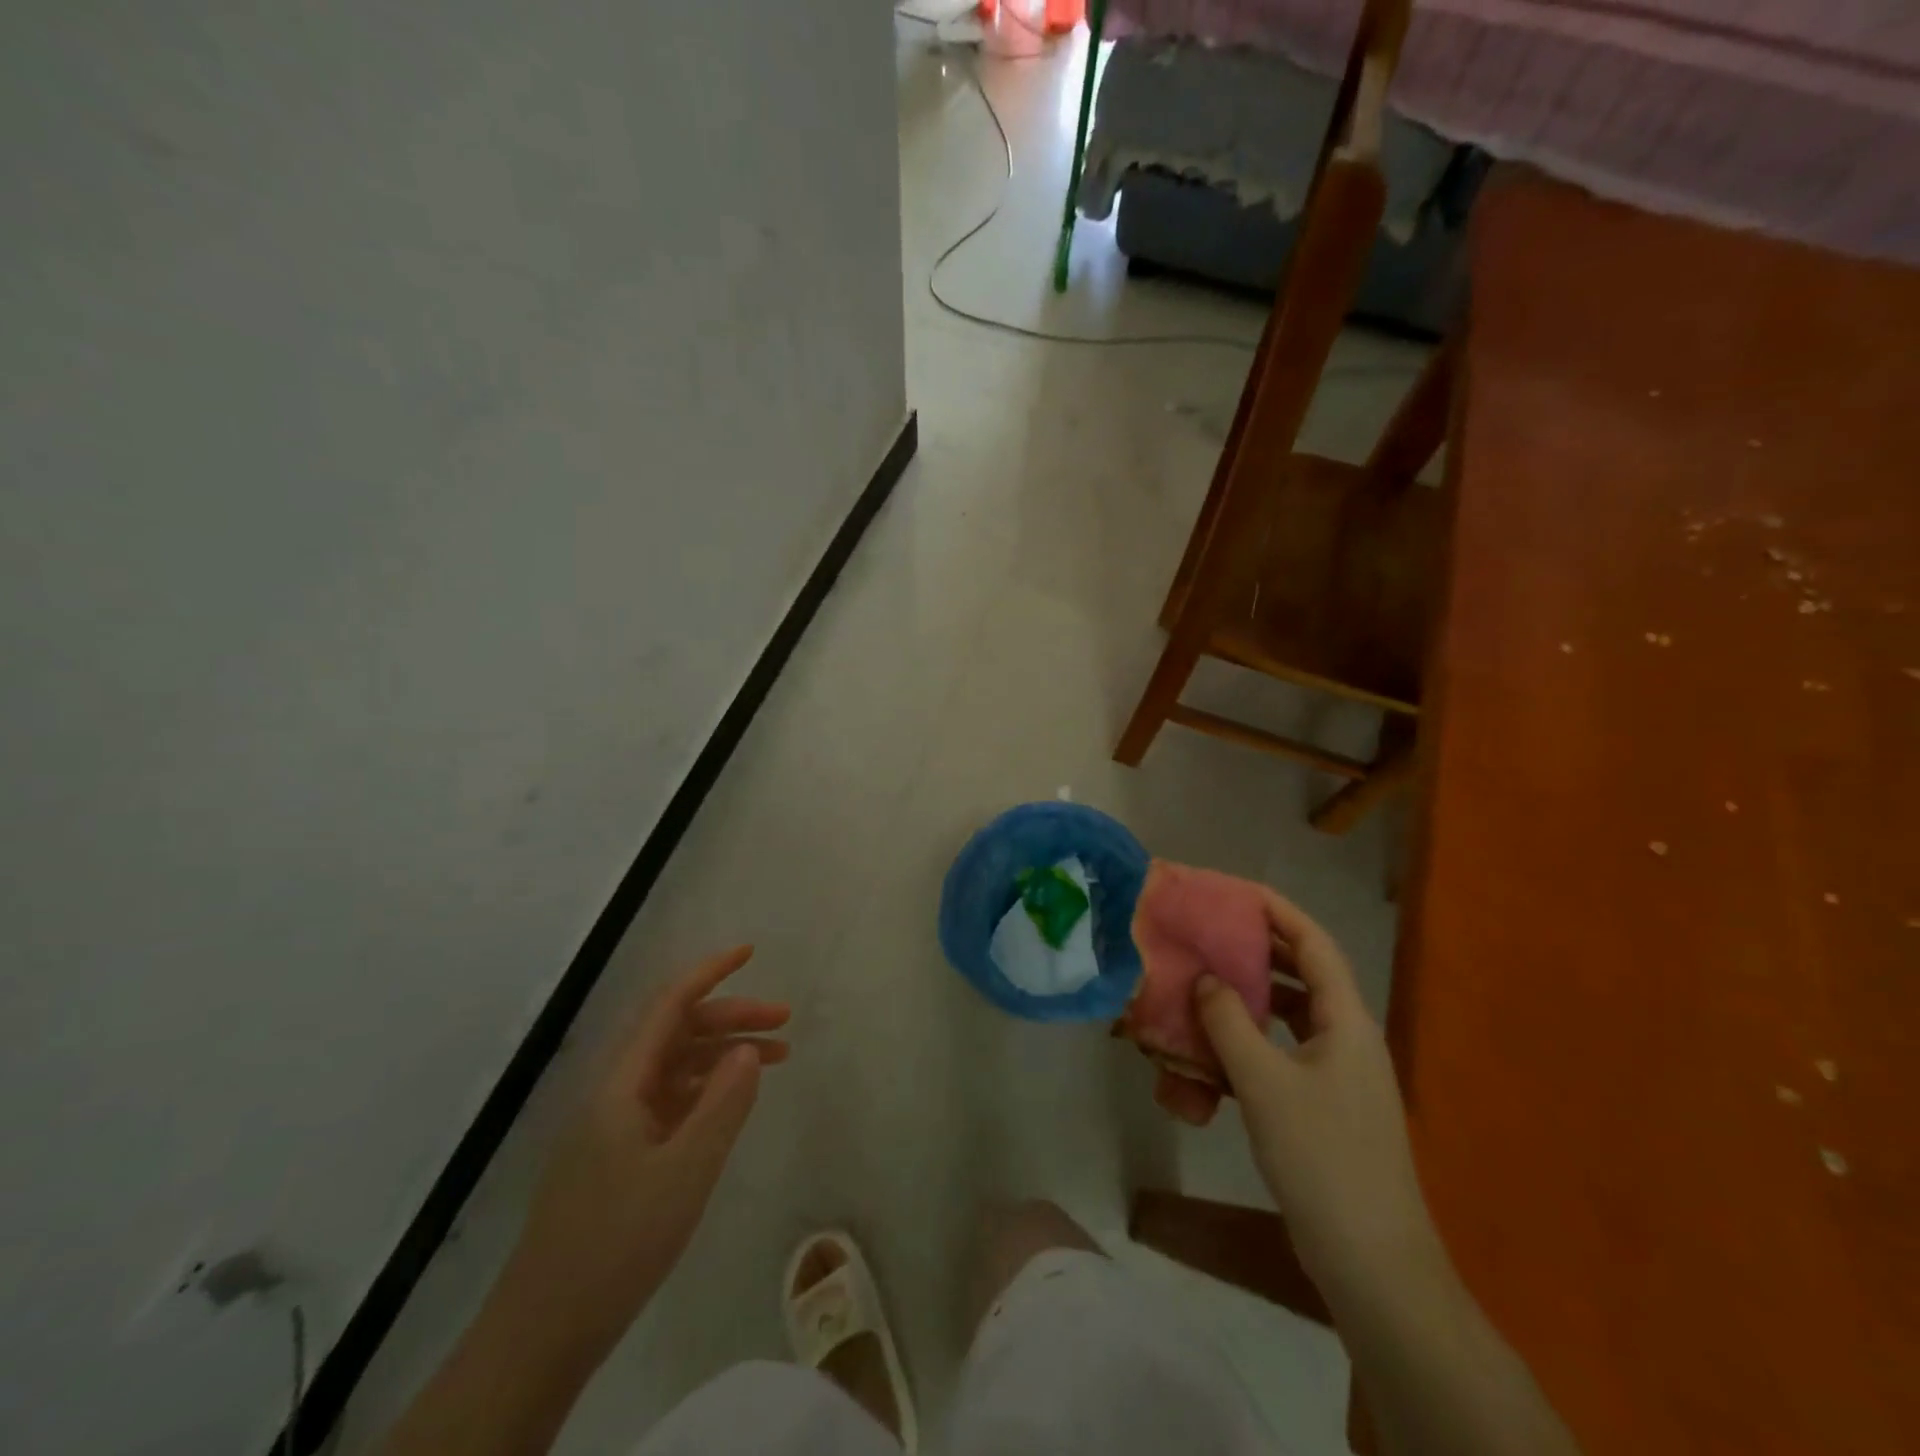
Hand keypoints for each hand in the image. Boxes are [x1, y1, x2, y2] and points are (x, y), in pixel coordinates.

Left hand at [490, 946, 788, 1371]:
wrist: (544, 1333)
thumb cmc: (616, 1243)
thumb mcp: (685, 1171)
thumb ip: (722, 1104)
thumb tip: (749, 1048)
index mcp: (623, 1083)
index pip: (669, 1007)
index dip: (709, 973)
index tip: (749, 952)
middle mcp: (618, 1092)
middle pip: (679, 1033)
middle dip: (732, 1018)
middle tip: (785, 1023)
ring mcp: (618, 1125)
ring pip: (678, 1067)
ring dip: (725, 1055)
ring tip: (778, 1059)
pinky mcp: (623, 1156)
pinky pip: (673, 1102)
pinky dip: (709, 1090)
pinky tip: (735, 1101)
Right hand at [1191, 891, 1442, 1298]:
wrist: (1372, 1263)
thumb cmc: (1323, 1158)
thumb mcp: (1266, 1084)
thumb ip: (1230, 1023)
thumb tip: (1205, 977)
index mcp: (1347, 1022)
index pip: (1314, 945)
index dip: (1277, 911)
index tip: (1234, 891)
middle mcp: (1346, 1039)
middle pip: (1302, 975)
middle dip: (1256, 949)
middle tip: (1208, 931)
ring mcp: (1336, 1075)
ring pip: (1288, 1016)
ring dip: (1248, 997)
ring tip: (1202, 981)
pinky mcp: (1322, 1106)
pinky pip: (1280, 1054)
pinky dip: (1248, 1041)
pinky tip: (1211, 1049)